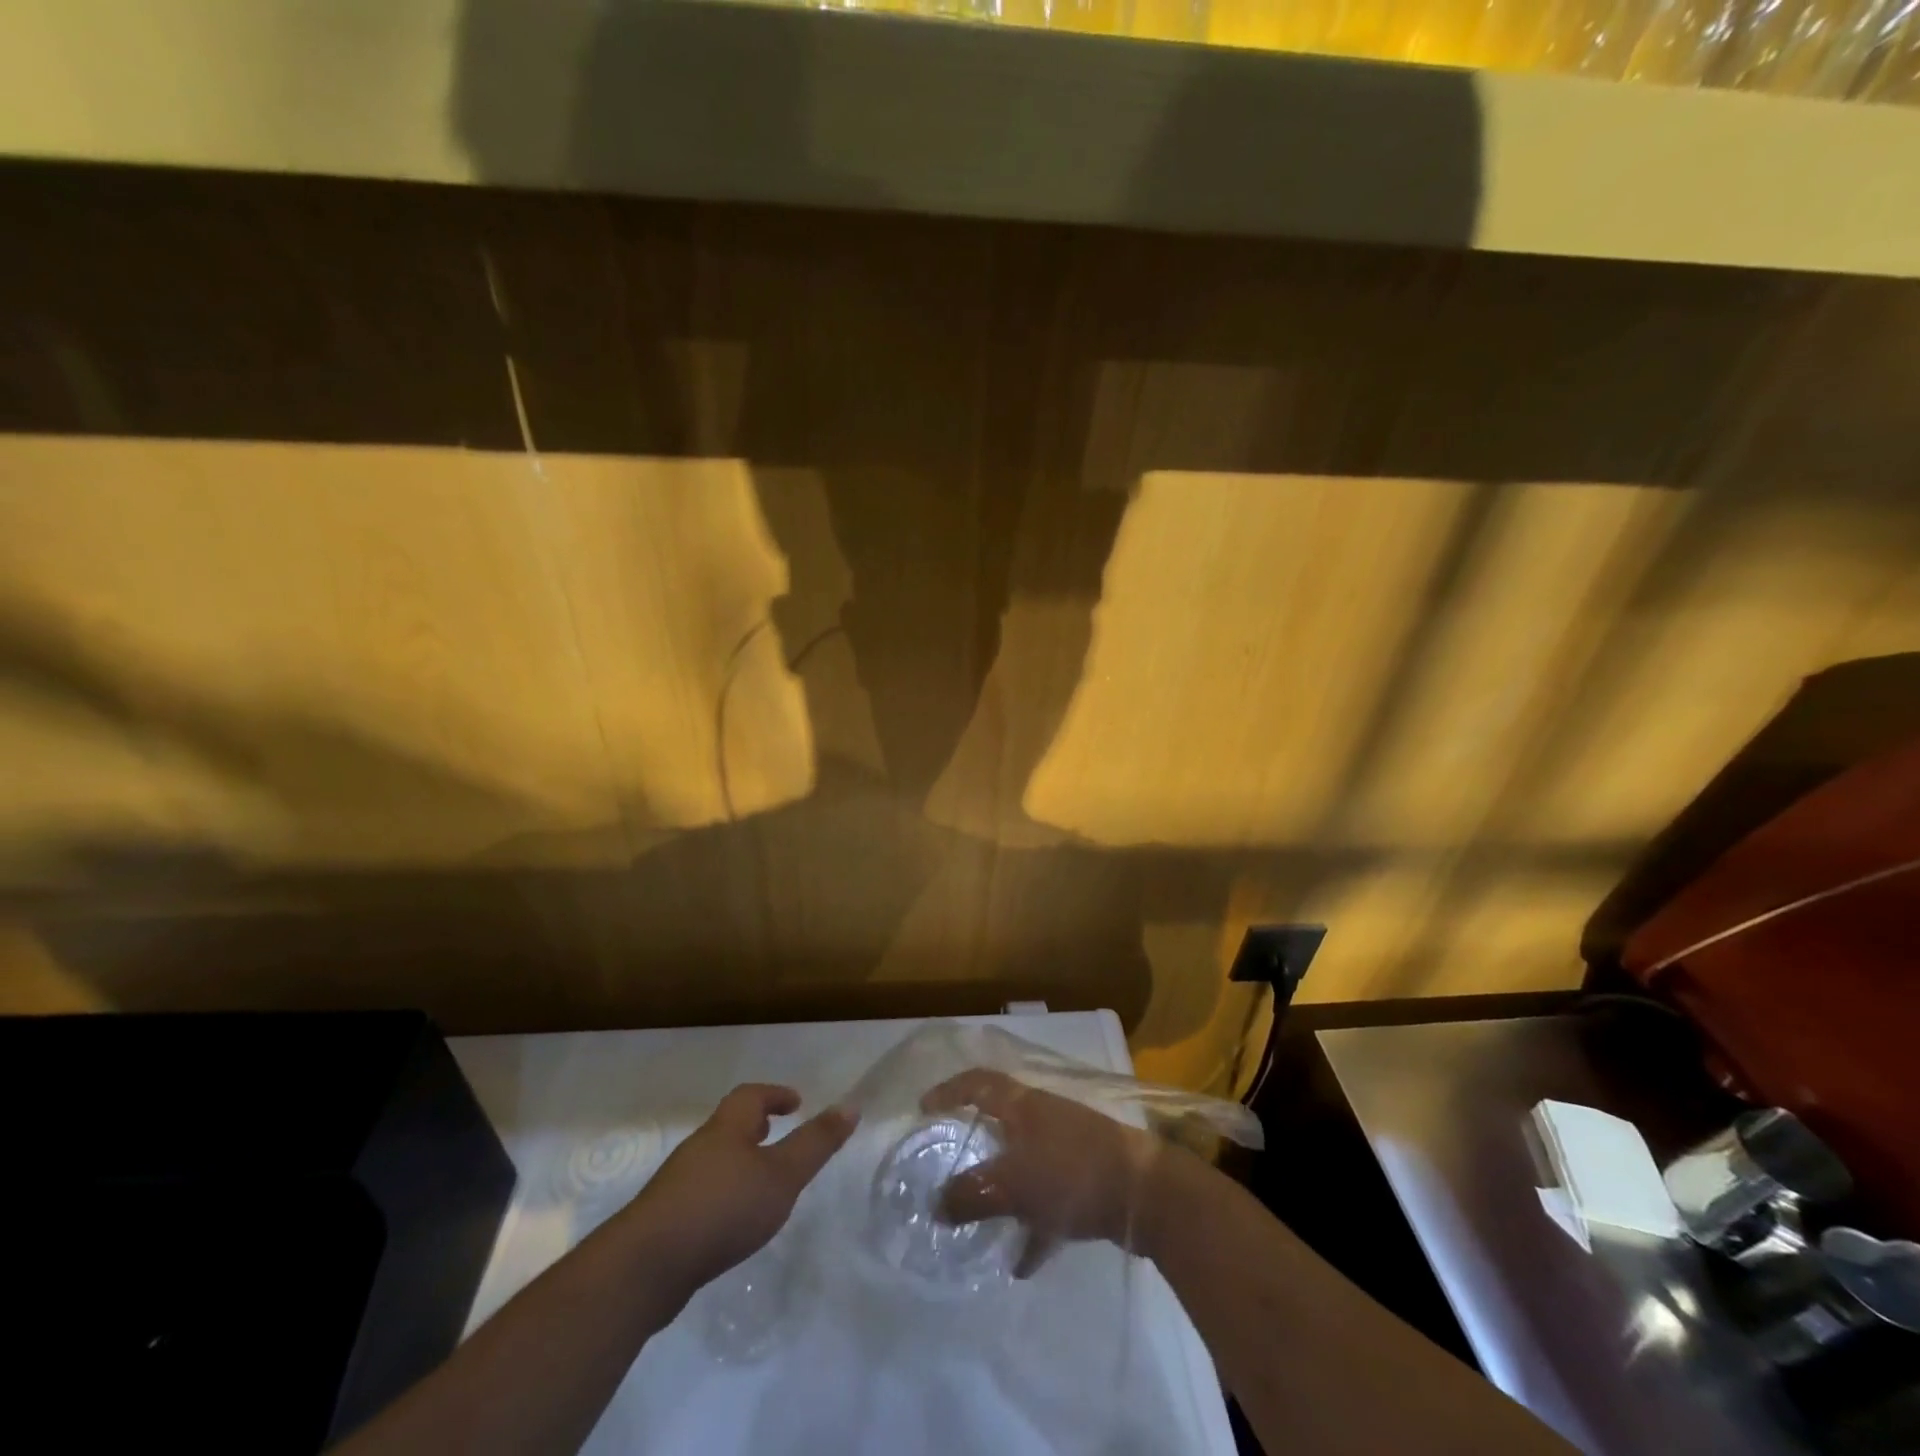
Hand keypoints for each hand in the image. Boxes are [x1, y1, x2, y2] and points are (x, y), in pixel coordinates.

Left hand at [625, 1084, 855, 1303]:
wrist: (644, 1267)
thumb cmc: (722, 1208)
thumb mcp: (781, 1175)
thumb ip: (816, 1143)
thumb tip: (850, 1105)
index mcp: (727, 1128)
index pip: (751, 1096)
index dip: (775, 1095)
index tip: (796, 1102)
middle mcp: (700, 1147)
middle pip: (729, 1126)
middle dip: (755, 1127)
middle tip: (778, 1135)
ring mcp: (677, 1185)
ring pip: (715, 1160)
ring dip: (739, 1162)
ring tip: (762, 1183)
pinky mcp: (665, 1221)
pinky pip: (702, 1194)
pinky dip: (723, 1195)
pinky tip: (732, 1223)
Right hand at [921, 1068, 1161, 1275]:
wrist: (1147, 1192)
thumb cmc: (1071, 1172)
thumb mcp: (1012, 1184)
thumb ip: (971, 1194)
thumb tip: (935, 1206)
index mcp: (1022, 1105)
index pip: (978, 1083)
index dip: (949, 1091)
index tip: (924, 1108)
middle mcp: (1044, 1117)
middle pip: (1001, 1121)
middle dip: (975, 1143)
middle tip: (950, 1163)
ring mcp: (1069, 1145)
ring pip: (1024, 1162)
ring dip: (1004, 1188)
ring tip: (981, 1219)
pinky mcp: (1088, 1177)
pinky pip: (1049, 1197)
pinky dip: (1034, 1223)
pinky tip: (1023, 1260)